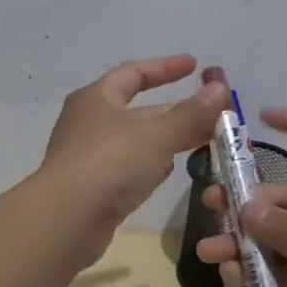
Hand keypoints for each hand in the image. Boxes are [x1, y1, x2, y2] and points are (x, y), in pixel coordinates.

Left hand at [39, 55, 229, 247]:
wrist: (66, 221)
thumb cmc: (110, 163)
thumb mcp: (157, 134)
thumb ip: (191, 113)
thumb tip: (220, 88)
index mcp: (97, 98)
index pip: (133, 72)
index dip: (165, 67)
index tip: (195, 66)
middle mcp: (89, 123)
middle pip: (138, 109)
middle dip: (174, 110)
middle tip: (210, 113)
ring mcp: (89, 157)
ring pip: (136, 141)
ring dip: (166, 138)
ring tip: (200, 140)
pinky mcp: (93, 188)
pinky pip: (129, 168)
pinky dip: (151, 165)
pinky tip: (170, 171)